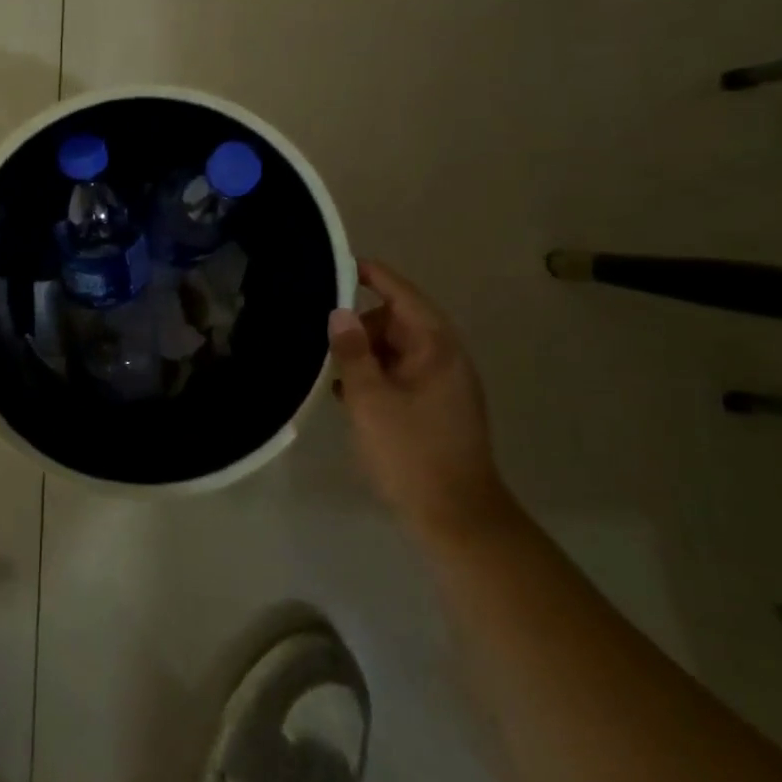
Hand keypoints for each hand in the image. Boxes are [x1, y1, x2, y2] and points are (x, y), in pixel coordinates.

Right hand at [329, 260, 507, 543]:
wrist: (456, 517)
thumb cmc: (411, 452)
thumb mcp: (370, 399)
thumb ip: (352, 352)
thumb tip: (339, 312)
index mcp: (436, 347)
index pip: (402, 294)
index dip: (373, 276)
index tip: (341, 264)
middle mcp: (445, 358)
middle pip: (398, 322)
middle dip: (361, 326)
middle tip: (325, 342)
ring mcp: (444, 385)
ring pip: (397, 351)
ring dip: (365, 355)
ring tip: (331, 371)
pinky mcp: (437, 409)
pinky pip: (401, 376)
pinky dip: (376, 377)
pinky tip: (347, 396)